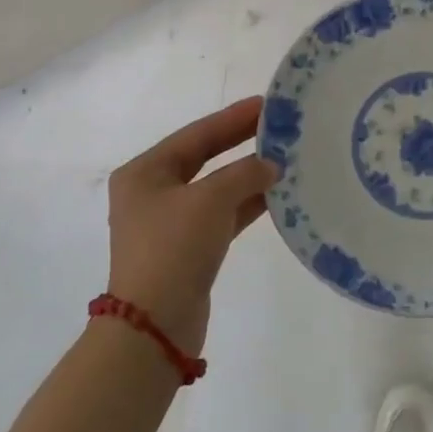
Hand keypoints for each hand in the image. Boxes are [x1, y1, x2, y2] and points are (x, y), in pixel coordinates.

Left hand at [105, 97, 274, 355]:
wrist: (154, 328)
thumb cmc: (174, 248)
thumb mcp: (211, 200)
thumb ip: (245, 174)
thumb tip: (270, 165)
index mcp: (145, 172)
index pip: (197, 134)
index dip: (233, 118)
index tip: (266, 103)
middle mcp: (153, 192)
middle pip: (205, 157)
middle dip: (242, 142)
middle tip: (278, 126)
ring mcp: (170, 223)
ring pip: (217, 187)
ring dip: (249, 174)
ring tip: (286, 157)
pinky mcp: (188, 249)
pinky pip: (222, 214)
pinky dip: (247, 203)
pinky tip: (278, 194)